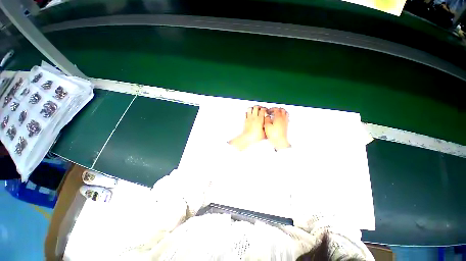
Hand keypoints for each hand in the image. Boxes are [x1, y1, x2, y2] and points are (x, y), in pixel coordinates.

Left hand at [229, 106, 265, 150]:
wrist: (248, 137)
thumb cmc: (256, 136)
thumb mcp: (264, 133)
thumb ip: (267, 128)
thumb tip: (269, 126)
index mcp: (260, 119)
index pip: (263, 110)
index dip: (265, 109)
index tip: (266, 110)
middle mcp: (254, 117)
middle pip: (256, 107)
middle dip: (259, 107)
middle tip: (260, 109)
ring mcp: (249, 118)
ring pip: (250, 108)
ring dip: (253, 108)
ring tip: (255, 110)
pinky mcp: (245, 120)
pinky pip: (246, 113)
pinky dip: (248, 112)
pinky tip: (249, 114)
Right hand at [265, 108, 290, 149]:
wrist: (280, 141)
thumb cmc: (274, 134)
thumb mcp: (267, 126)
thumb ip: (266, 119)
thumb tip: (267, 116)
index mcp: (278, 117)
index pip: (276, 109)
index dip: (271, 109)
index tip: (269, 110)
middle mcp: (283, 118)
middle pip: (282, 110)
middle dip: (277, 109)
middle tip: (273, 110)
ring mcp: (285, 122)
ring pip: (285, 113)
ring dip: (281, 112)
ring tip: (277, 113)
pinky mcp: (286, 125)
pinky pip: (286, 118)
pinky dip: (283, 116)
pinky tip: (280, 119)